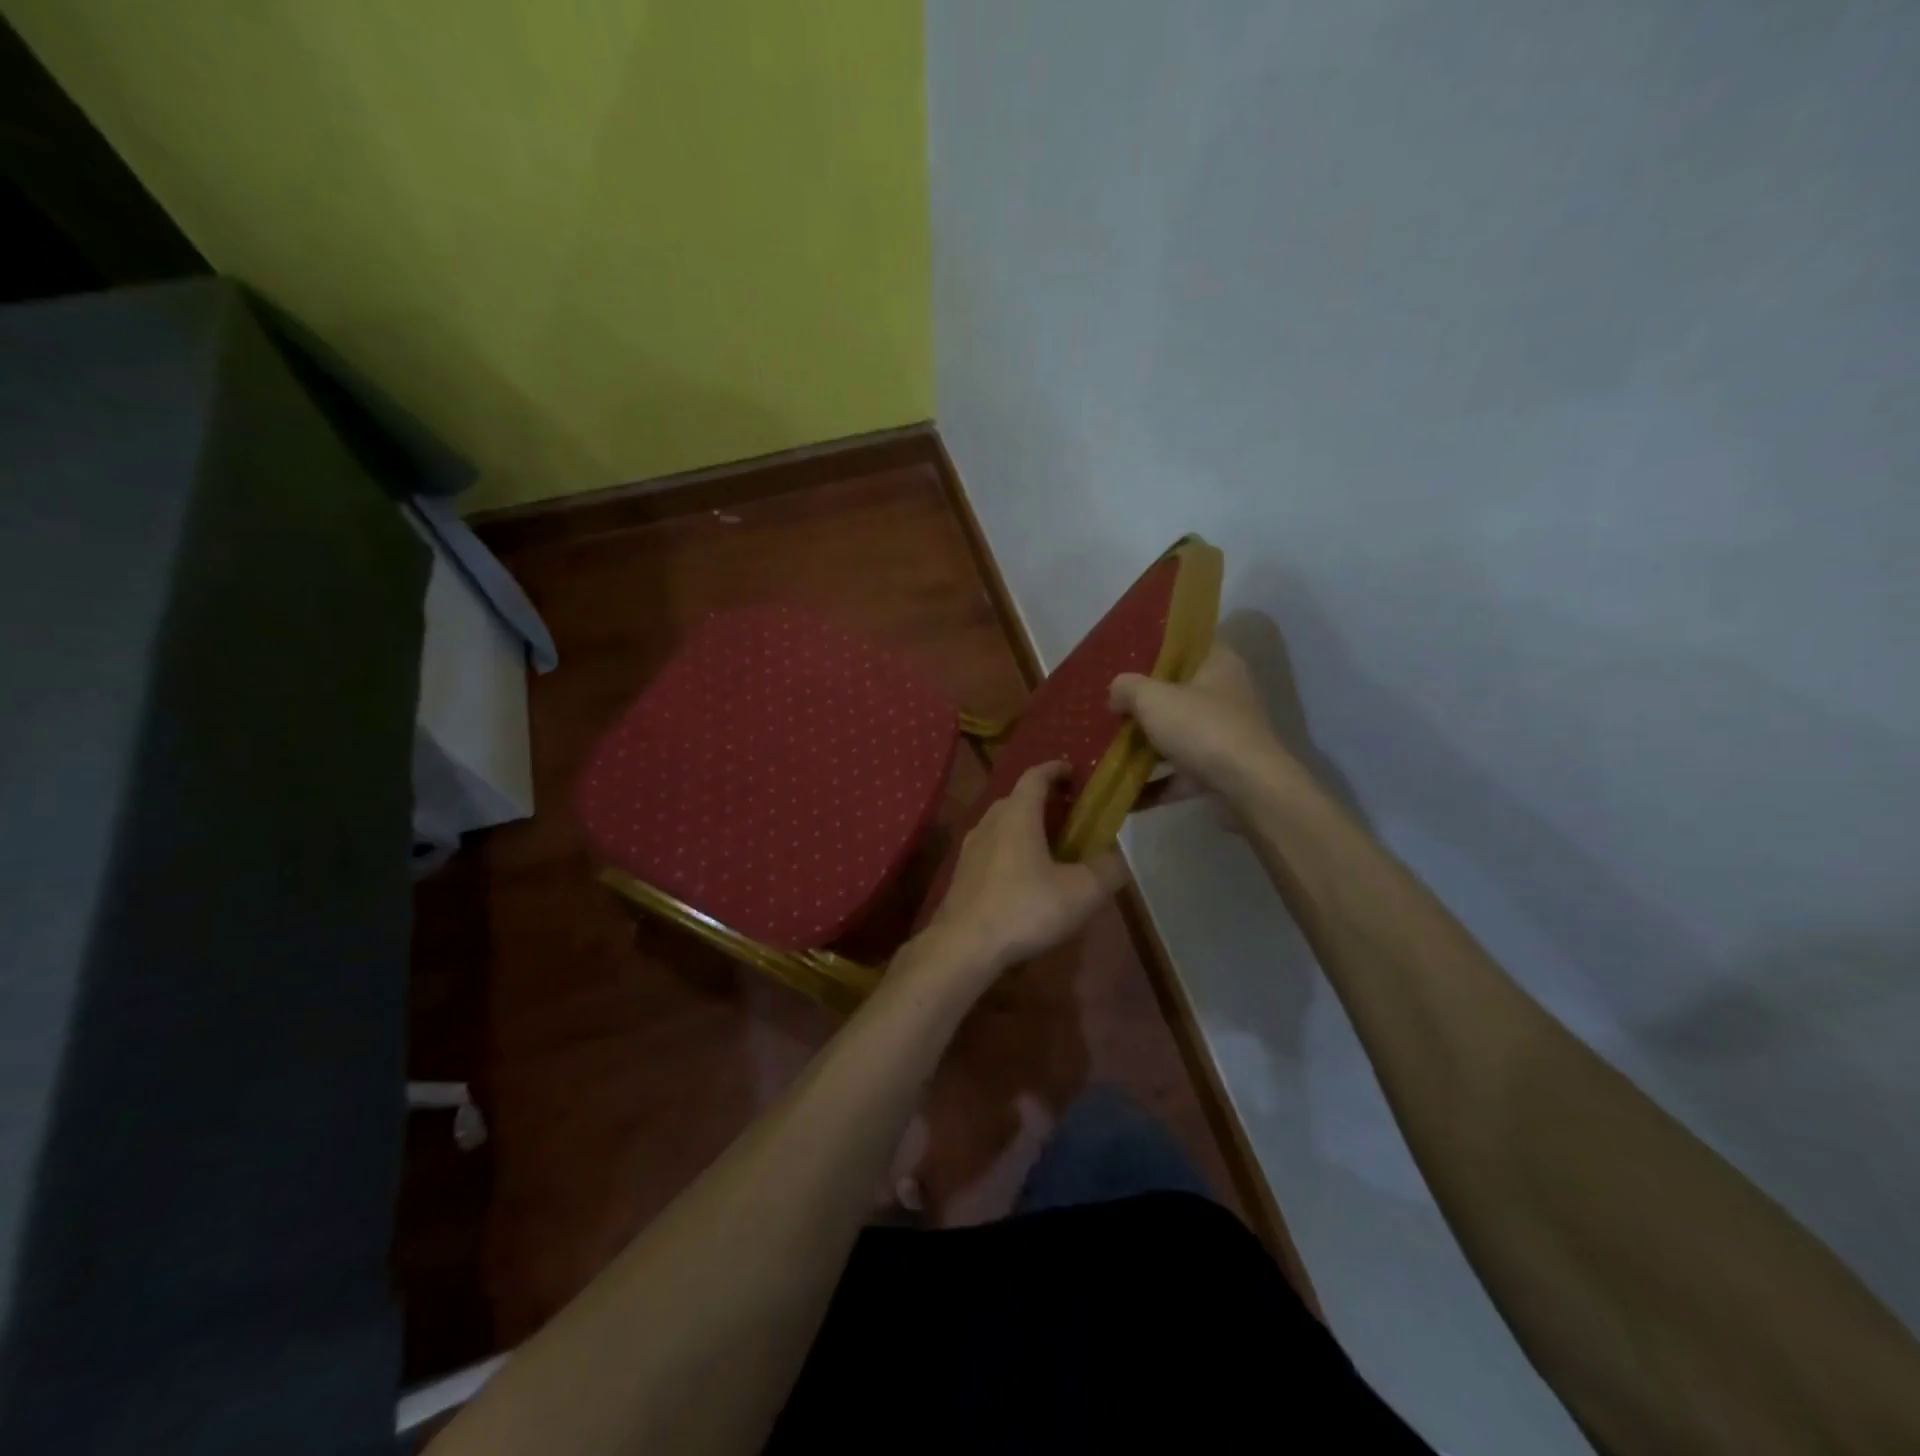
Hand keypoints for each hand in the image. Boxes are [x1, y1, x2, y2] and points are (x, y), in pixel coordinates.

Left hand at [920, 761, 1126, 979]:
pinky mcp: (961, 875)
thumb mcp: (1082, 892)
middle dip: (1043, 801)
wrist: (964, 945)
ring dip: (1024, 828)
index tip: (1073, 771)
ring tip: (1049, 848)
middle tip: (1069, 815)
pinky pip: (990, 851)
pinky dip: (1010, 852)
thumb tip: (1118, 860)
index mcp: (1017, 814)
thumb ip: (1107, 870)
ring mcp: (970, 849)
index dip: (1056, 769)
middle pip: (1016, 799)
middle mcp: (989, 822)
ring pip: (1001, 826)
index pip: (1035, 776)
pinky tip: (1024, 879)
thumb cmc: (1025, 908)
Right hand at [1110, 646, 1289, 799]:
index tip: (1125, 661)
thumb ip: (1127, 688)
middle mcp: (1227, 696)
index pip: (1187, 647)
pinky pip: (1180, 774)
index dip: (1155, 651)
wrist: (1247, 788)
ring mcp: (1224, 736)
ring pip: (1177, 735)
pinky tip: (1125, 795)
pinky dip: (1155, 783)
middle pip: (1178, 694)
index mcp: (1219, 664)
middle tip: (1111, 707)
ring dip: (1146, 746)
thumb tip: (1116, 692)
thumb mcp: (1152, 698)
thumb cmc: (1202, 728)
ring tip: (1109, 750)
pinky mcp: (1220, 771)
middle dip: (1143, 704)